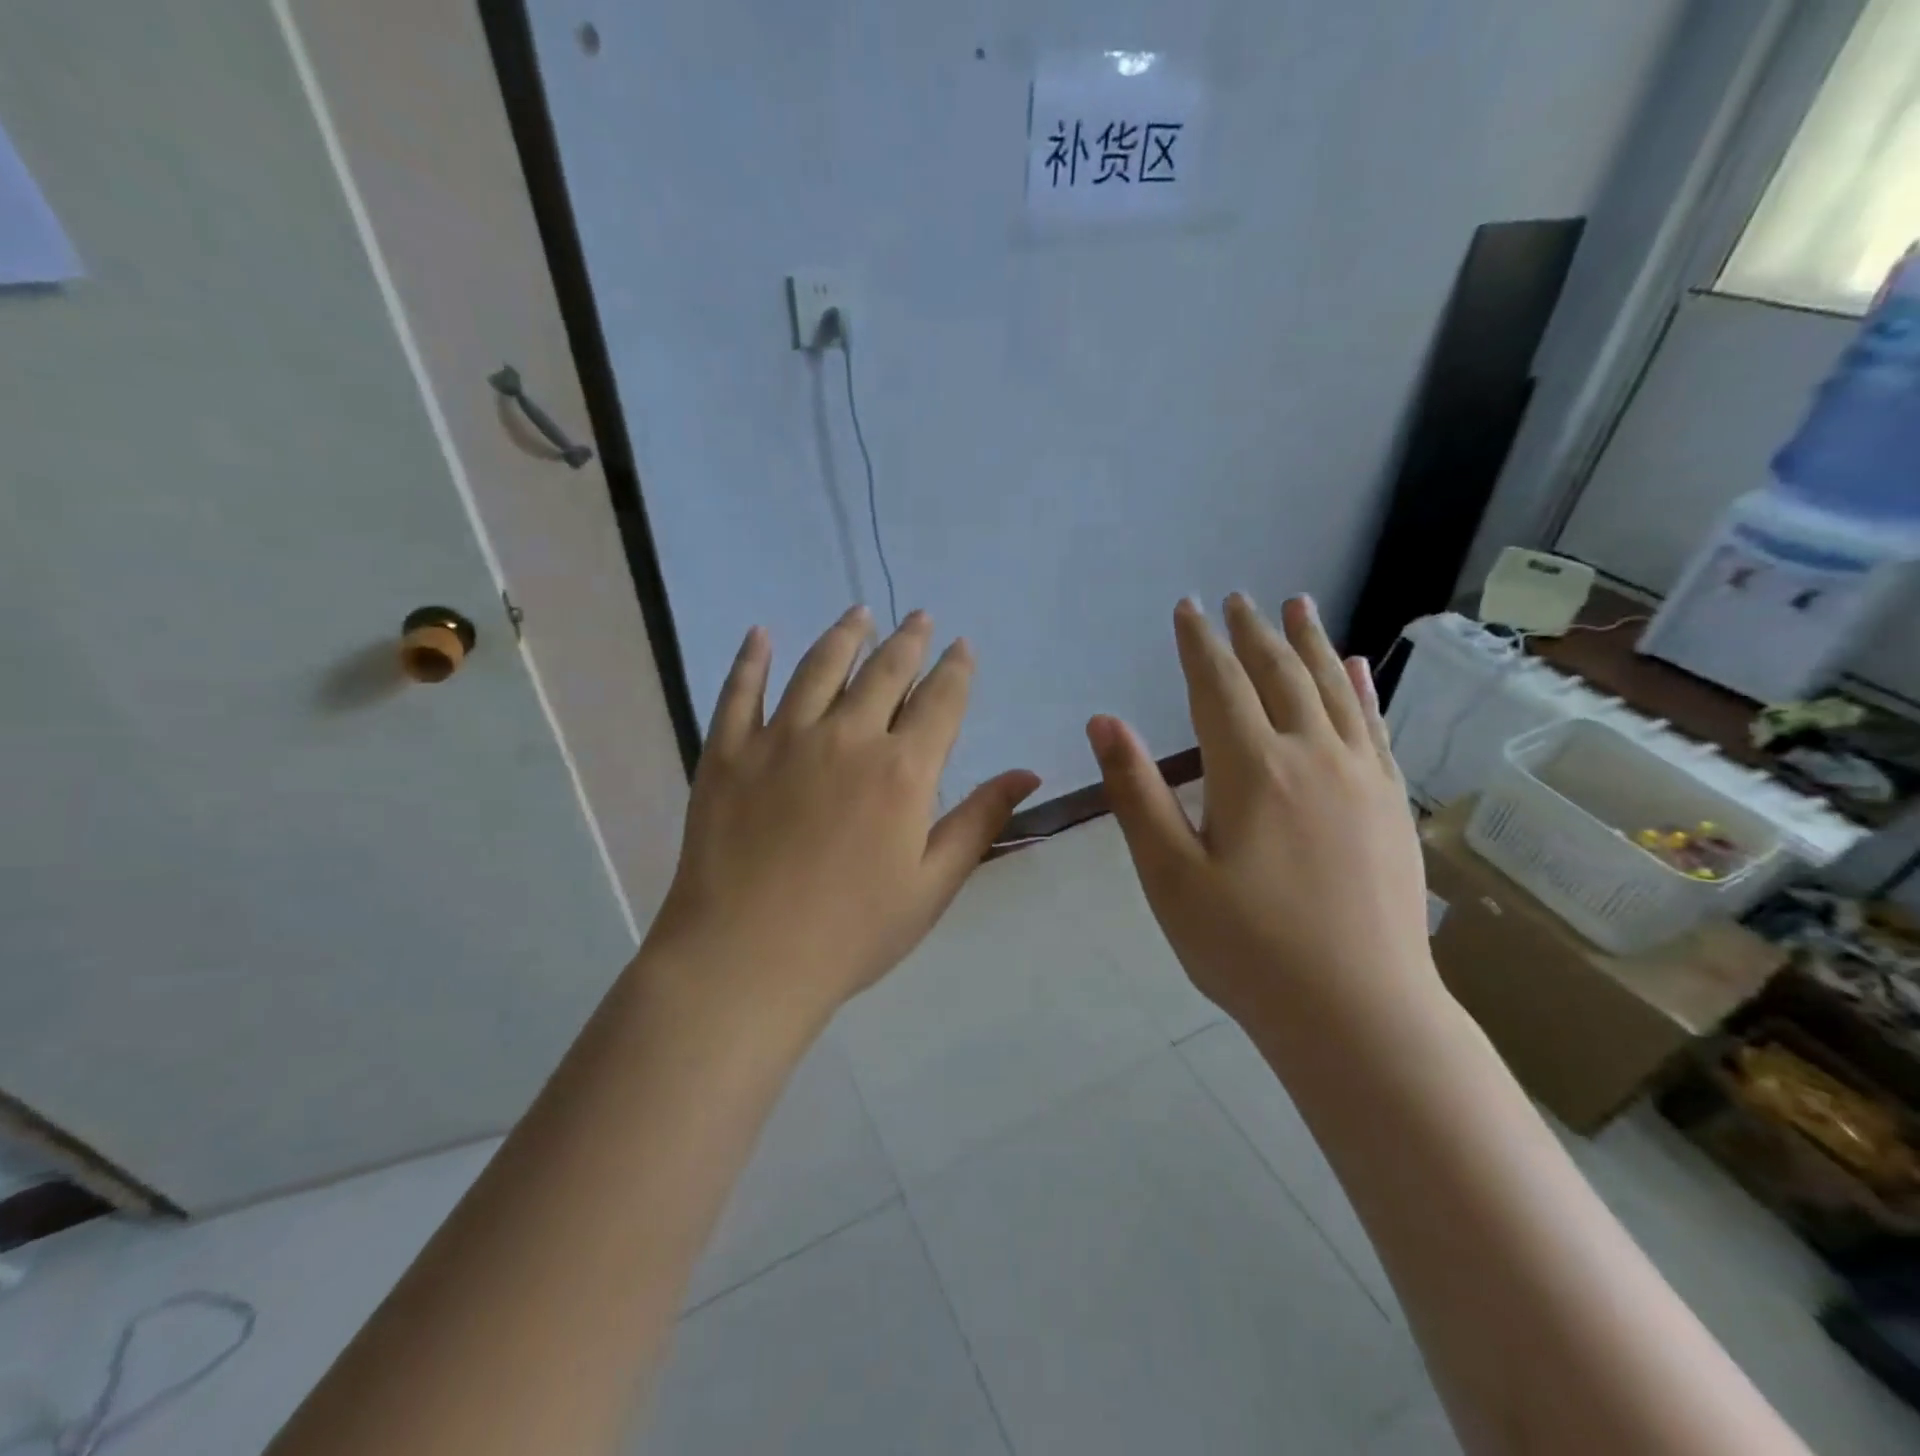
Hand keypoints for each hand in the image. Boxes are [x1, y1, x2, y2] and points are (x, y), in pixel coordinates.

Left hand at [644, 605, 1039, 1031]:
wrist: (746, 959)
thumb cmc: (852, 932)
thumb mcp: (932, 885)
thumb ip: (979, 820)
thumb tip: (1029, 773)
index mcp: (903, 770)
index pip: (940, 701)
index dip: (955, 669)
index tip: (962, 646)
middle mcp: (846, 737)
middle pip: (885, 672)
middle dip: (909, 640)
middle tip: (920, 616)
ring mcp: (781, 739)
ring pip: (818, 667)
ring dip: (844, 635)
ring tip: (860, 612)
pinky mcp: (728, 751)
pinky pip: (739, 691)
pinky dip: (750, 658)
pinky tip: (760, 633)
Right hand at [1087, 594, 1434, 1038]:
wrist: (1359, 1015)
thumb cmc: (1247, 950)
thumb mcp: (1170, 876)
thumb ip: (1137, 793)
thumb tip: (1104, 721)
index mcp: (1252, 770)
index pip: (1220, 685)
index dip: (1198, 644)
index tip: (1188, 608)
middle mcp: (1312, 756)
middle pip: (1279, 675)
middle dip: (1252, 633)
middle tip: (1237, 599)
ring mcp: (1362, 777)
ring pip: (1332, 689)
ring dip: (1311, 642)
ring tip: (1298, 604)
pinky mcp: (1392, 804)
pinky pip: (1376, 726)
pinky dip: (1362, 689)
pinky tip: (1358, 667)